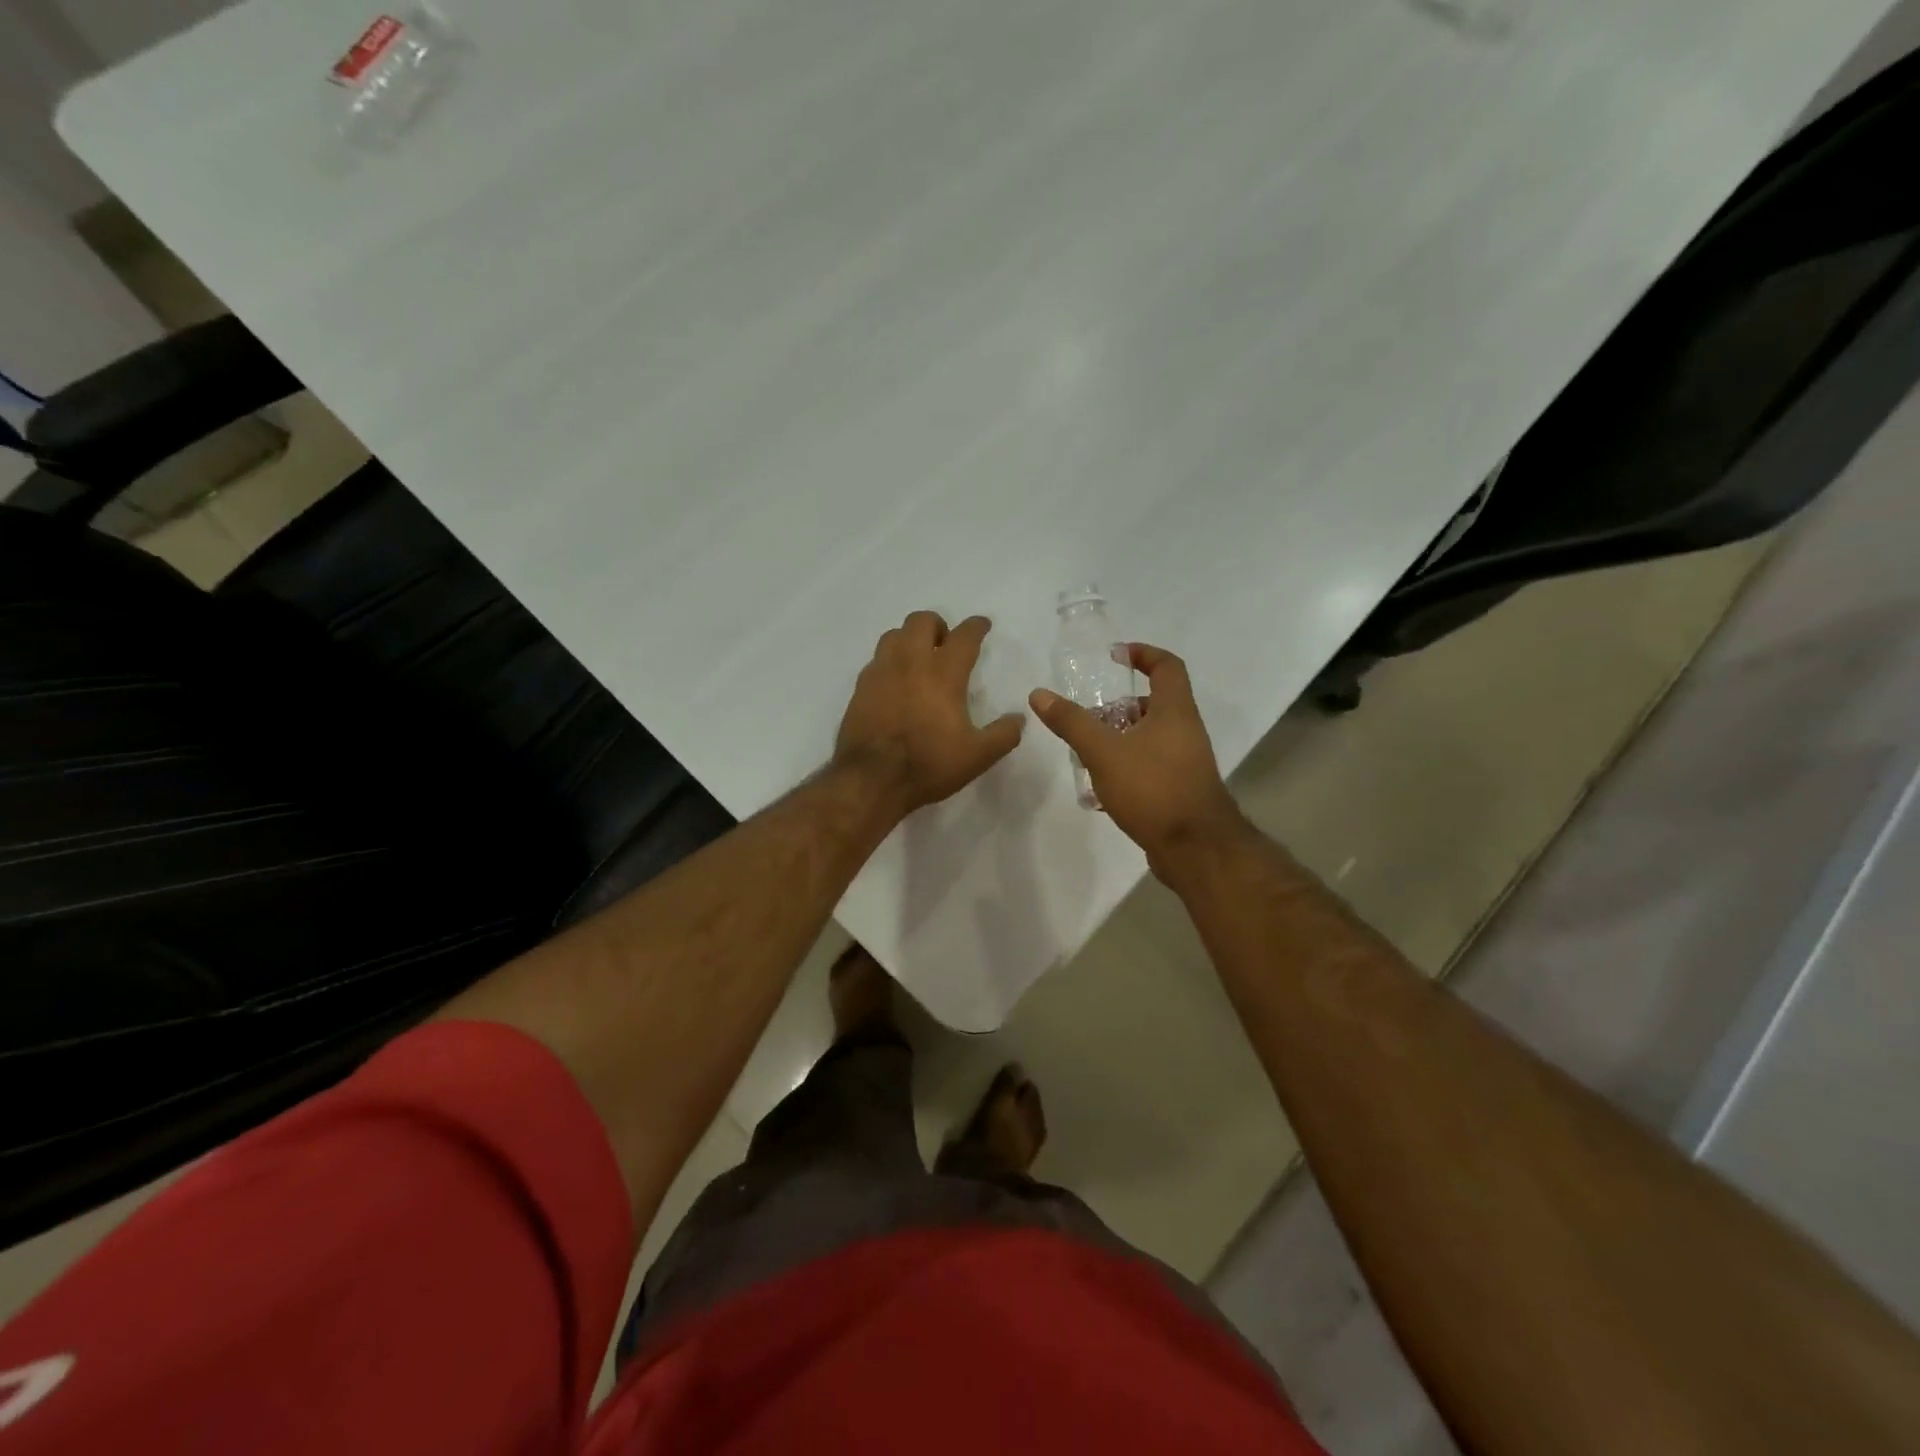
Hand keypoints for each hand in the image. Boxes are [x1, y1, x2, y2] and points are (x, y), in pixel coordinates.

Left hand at [835, 611, 1024, 817]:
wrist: (871, 780)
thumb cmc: (928, 764)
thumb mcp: (977, 756)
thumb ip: (1003, 735)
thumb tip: (1018, 719)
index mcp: (943, 674)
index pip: (964, 636)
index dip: (976, 626)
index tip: (982, 625)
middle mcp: (910, 663)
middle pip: (921, 621)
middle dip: (938, 625)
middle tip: (946, 644)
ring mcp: (881, 673)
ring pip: (894, 635)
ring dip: (910, 638)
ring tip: (918, 658)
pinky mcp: (860, 688)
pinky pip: (876, 660)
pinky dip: (890, 661)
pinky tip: (895, 681)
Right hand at [1029, 643, 1246, 872]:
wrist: (1195, 849)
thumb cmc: (1152, 788)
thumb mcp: (1104, 751)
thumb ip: (1072, 722)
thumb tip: (1039, 694)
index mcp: (1175, 711)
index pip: (1166, 666)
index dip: (1143, 654)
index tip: (1115, 656)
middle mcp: (1185, 731)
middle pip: (1153, 705)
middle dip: (1118, 708)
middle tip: (1087, 718)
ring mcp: (1185, 763)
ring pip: (1149, 738)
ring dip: (1118, 739)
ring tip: (1085, 753)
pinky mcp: (1179, 790)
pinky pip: (1149, 767)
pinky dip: (1125, 767)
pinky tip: (1099, 789)